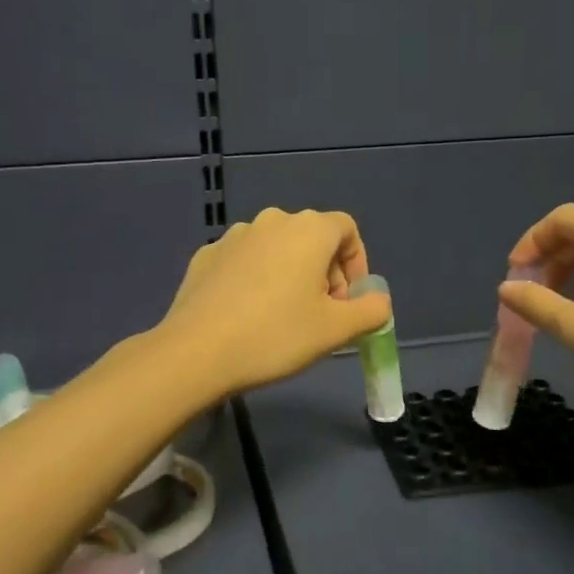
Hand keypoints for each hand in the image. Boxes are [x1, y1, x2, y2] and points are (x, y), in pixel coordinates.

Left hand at [160, 208, 392, 395]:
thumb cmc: (276, 335)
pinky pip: (245, 262)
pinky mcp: (206, 256)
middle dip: (325, 274)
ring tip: (284, 318)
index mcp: (308, 229)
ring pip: (277, 250)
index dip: (357, 264)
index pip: (347, 229)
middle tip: (321, 316)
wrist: (196, 352)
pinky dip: (256, 281)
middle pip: (312, 238)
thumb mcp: (336, 330)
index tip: (349, 302)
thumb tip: (378, 302)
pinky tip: (247, 316)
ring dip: (291, 276)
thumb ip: (371, 311)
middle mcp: (271, 221)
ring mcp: (234, 236)